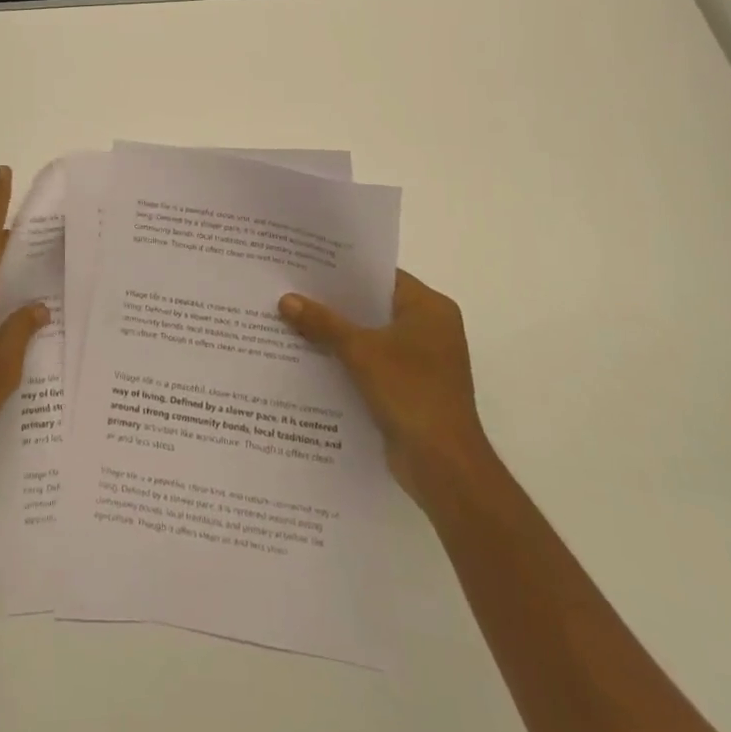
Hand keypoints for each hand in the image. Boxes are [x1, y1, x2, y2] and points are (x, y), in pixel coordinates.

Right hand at [278, 271, 488, 504]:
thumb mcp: (361, 351)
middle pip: (374, 306)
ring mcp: (422, 361)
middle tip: (292, 289)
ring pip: (371, 336)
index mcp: (430, 308)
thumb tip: (286, 299)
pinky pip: (373, 362)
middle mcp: (430, 328)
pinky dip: (348, 360)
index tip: (307, 264)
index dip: (345, 270)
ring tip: (292, 319)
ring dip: (338, 334)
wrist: (444, 467)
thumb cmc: (411, 393)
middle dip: (335, 303)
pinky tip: (311, 357)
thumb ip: (323, 323)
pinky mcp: (411, 388)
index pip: (381, 276)